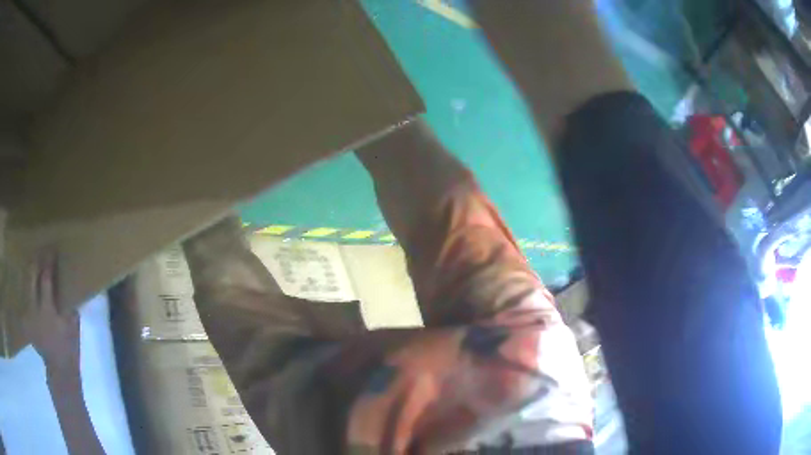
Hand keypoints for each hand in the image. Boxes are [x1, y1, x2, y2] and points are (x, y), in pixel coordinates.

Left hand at [26, 251, 80, 369]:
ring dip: (30, 274)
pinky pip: (26, 300)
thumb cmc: (69, 348)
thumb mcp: (73, 326)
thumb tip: (67, 287)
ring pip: (26, 286)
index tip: (51, 250)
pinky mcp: (27, 321)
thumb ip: (68, 304)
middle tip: (40, 253)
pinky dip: (29, 291)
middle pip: (32, 277)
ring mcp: (29, 315)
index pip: (46, 278)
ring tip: (34, 267)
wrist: (60, 370)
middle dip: (35, 263)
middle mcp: (35, 308)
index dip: (48, 262)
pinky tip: (32, 289)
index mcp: (47, 309)